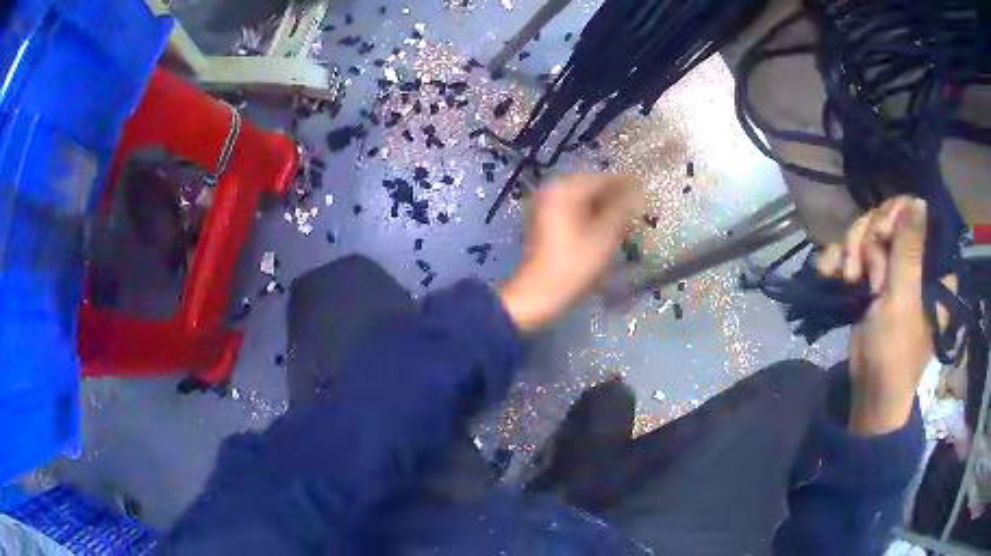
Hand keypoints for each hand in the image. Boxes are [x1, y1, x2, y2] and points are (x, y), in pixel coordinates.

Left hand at [501, 174, 642, 332]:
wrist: (537, 294)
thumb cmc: (574, 265)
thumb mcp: (604, 237)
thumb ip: (622, 209)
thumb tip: (636, 191)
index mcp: (566, 189)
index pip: (603, 179)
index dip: (627, 185)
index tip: (646, 191)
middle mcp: (553, 190)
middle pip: (592, 187)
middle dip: (616, 197)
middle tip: (638, 208)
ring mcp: (547, 206)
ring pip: (584, 200)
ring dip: (605, 208)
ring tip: (627, 221)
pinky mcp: (546, 222)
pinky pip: (574, 211)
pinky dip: (592, 217)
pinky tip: (607, 230)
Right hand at [818, 197, 941, 435]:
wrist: (870, 392)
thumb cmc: (895, 352)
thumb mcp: (904, 300)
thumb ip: (910, 249)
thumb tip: (919, 201)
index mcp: (932, 265)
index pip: (915, 213)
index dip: (894, 215)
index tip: (881, 235)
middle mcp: (914, 261)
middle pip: (887, 219)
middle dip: (868, 240)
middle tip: (861, 270)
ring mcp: (892, 270)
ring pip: (866, 233)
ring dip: (850, 251)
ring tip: (846, 278)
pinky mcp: (872, 279)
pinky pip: (852, 252)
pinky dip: (838, 259)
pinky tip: (828, 272)